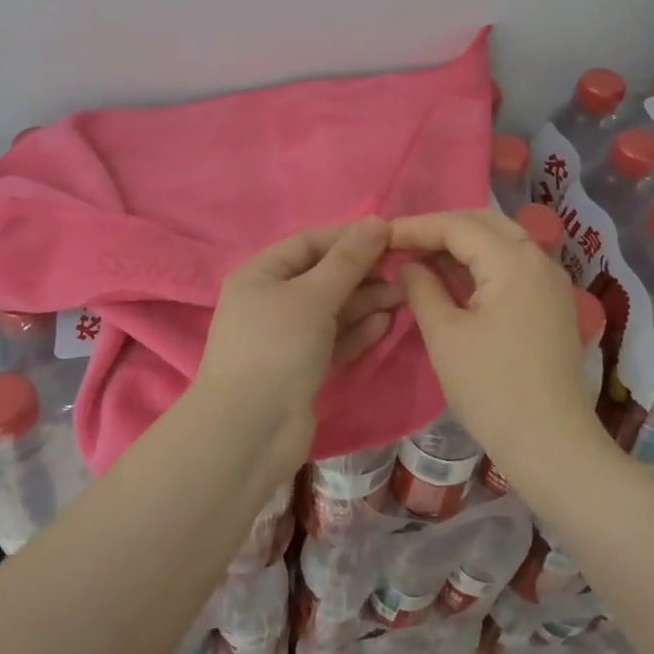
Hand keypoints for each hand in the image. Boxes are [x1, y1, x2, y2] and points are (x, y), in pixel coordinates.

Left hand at [192, 218, 400, 464]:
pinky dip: (357, 331)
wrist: (249, 432)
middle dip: (362, 273)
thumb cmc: (276, 348)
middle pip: (323, 277)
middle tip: (404, 272)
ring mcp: (285, 337)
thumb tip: (377, 221)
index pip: (309, 243)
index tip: (390, 235)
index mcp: (260, 274)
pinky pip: (333, 340)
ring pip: (332, 310)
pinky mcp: (301, 368)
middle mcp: (270, 301)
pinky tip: (385, 323)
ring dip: (366, 302)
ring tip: (404, 296)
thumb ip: (348, 260)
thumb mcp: (313, 296)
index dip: (348, 238)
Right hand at [391, 210, 604, 464]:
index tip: (380, 235)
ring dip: (461, 244)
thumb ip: (422, 288)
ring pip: (501, 241)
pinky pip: (513, 264)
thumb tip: (408, 264)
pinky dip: (481, 263)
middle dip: (441, 228)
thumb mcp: (445, 336)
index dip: (416, 227)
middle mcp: (539, 260)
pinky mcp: (552, 303)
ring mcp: (551, 282)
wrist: (552, 445)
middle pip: (483, 223)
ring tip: (421, 258)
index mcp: (513, 261)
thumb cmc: (491, 389)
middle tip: (402, 243)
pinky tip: (453, 278)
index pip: (457, 226)